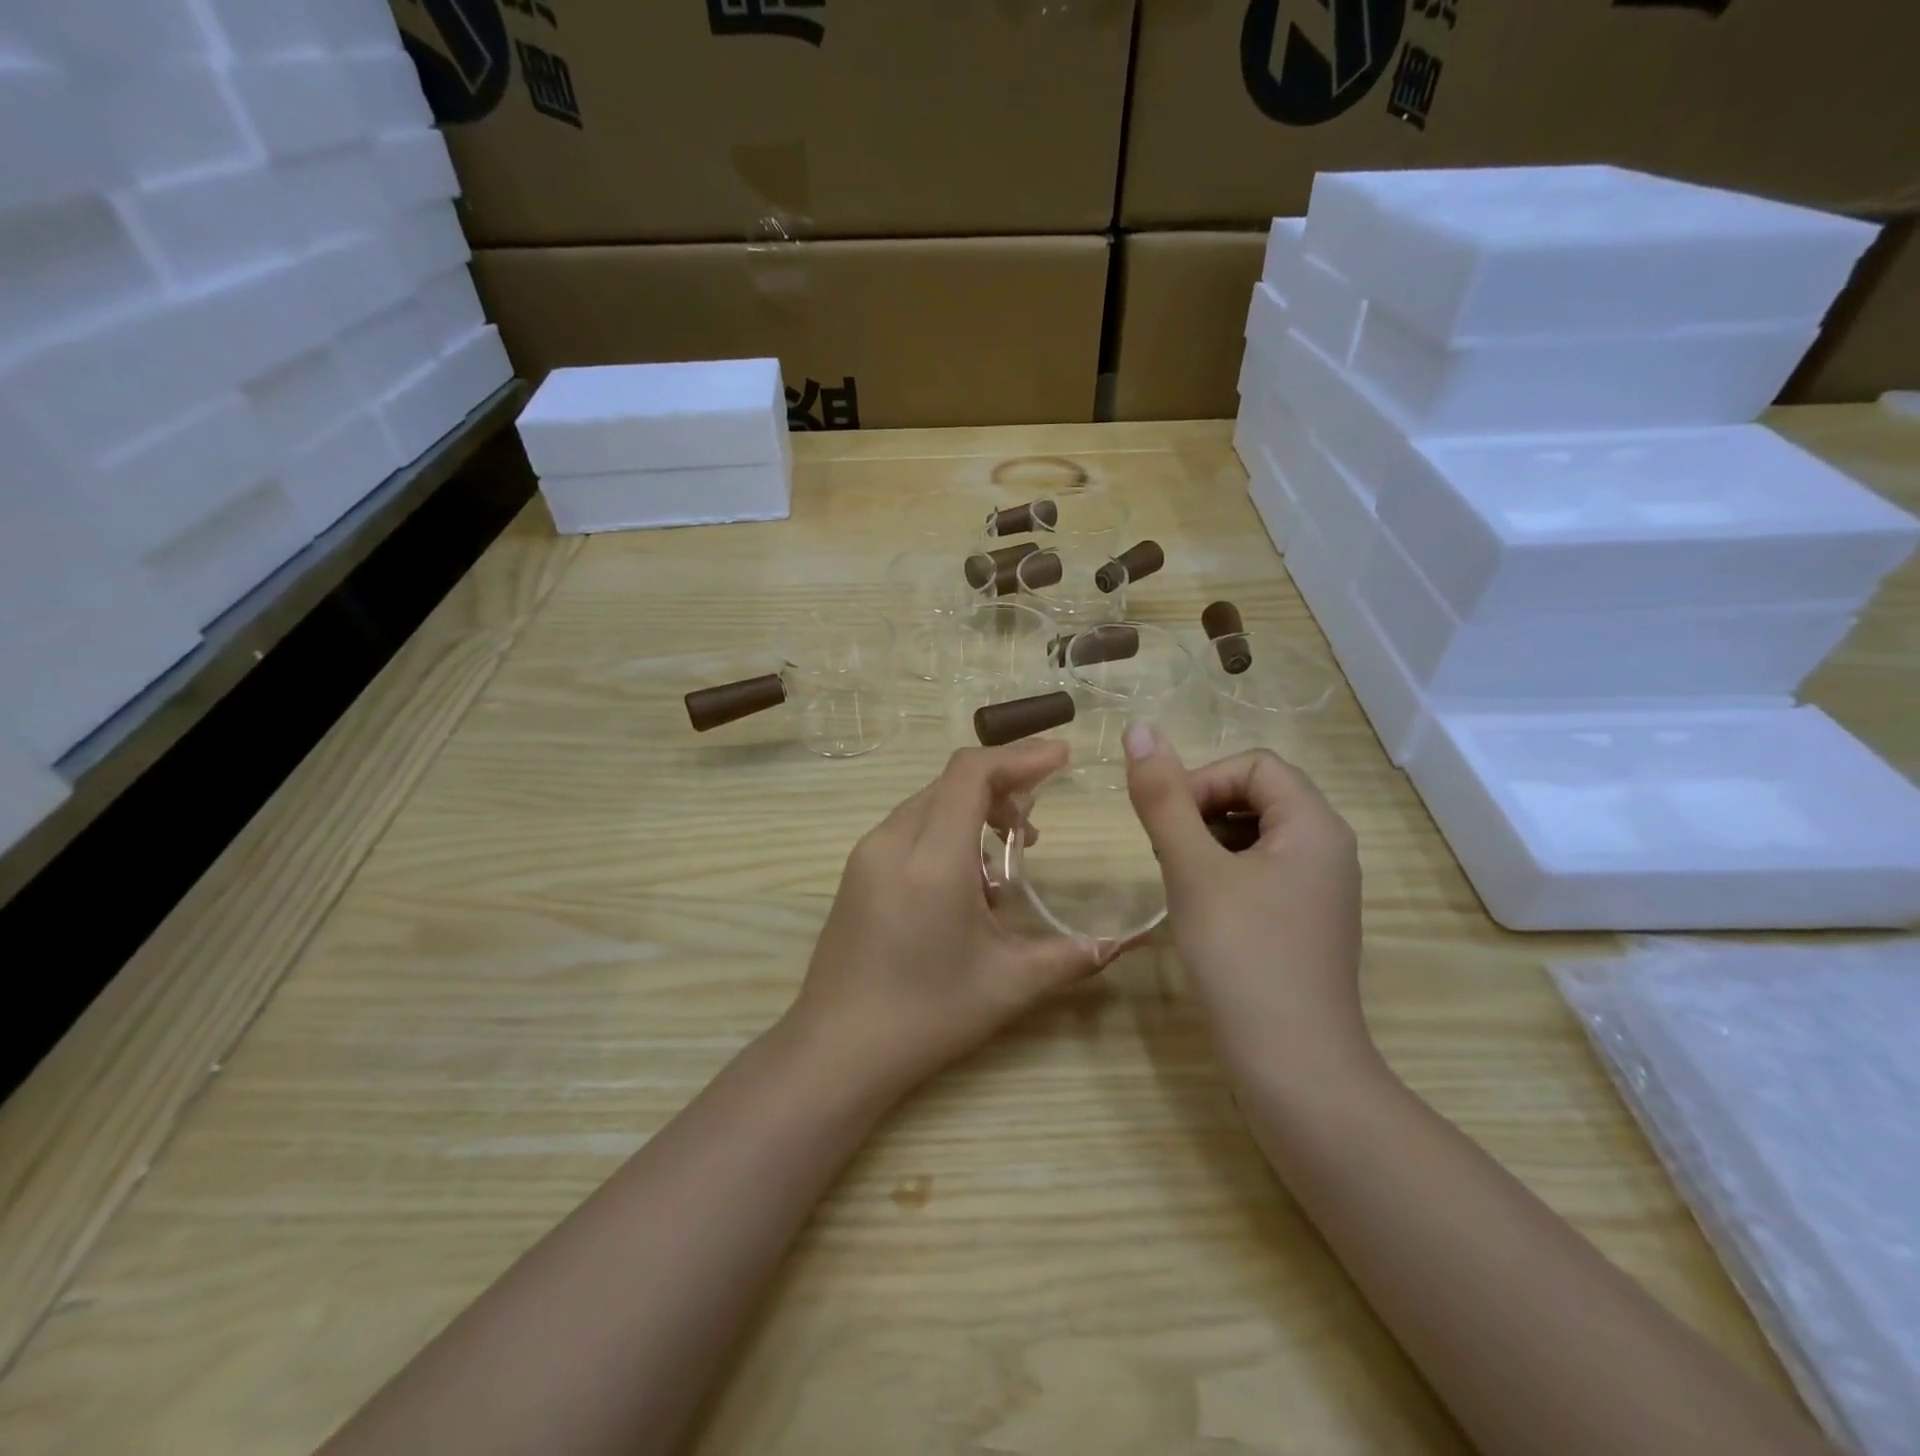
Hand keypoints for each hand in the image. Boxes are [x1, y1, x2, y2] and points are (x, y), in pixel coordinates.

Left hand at [791, 741, 1100, 1092]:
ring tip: (1009, 852)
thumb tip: (1119, 943)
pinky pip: (909, 826)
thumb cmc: (926, 1016)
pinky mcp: (857, 871)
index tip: (1061, 758)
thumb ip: (1070, 956)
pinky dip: (947, 829)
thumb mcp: (1008, 985)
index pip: (971, 772)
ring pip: (929, 801)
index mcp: (932, 859)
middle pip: (952, 781)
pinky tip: (968, 878)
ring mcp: (868, 854)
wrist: (836, 1051)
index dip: (1020, 756)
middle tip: (1038, 821)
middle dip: (1002, 784)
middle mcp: (893, 841)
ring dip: (974, 808)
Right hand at [1124, 726, 1369, 1070]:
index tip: (1169, 826)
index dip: (1203, 782)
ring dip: (1210, 843)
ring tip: (1182, 883)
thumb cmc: (1242, 956)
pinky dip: (1226, 874)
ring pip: (1257, 834)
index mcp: (1314, 824)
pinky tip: (1203, 911)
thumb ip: (1163, 797)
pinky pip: (1264, 871)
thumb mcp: (1192, 868)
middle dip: (1203, 812)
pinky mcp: (1308, 921)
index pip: (1253, 764)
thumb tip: (1139, 728)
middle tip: (1169, 856)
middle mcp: (1328, 847)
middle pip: (1258, 794)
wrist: (1294, 1067)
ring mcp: (1322, 888)